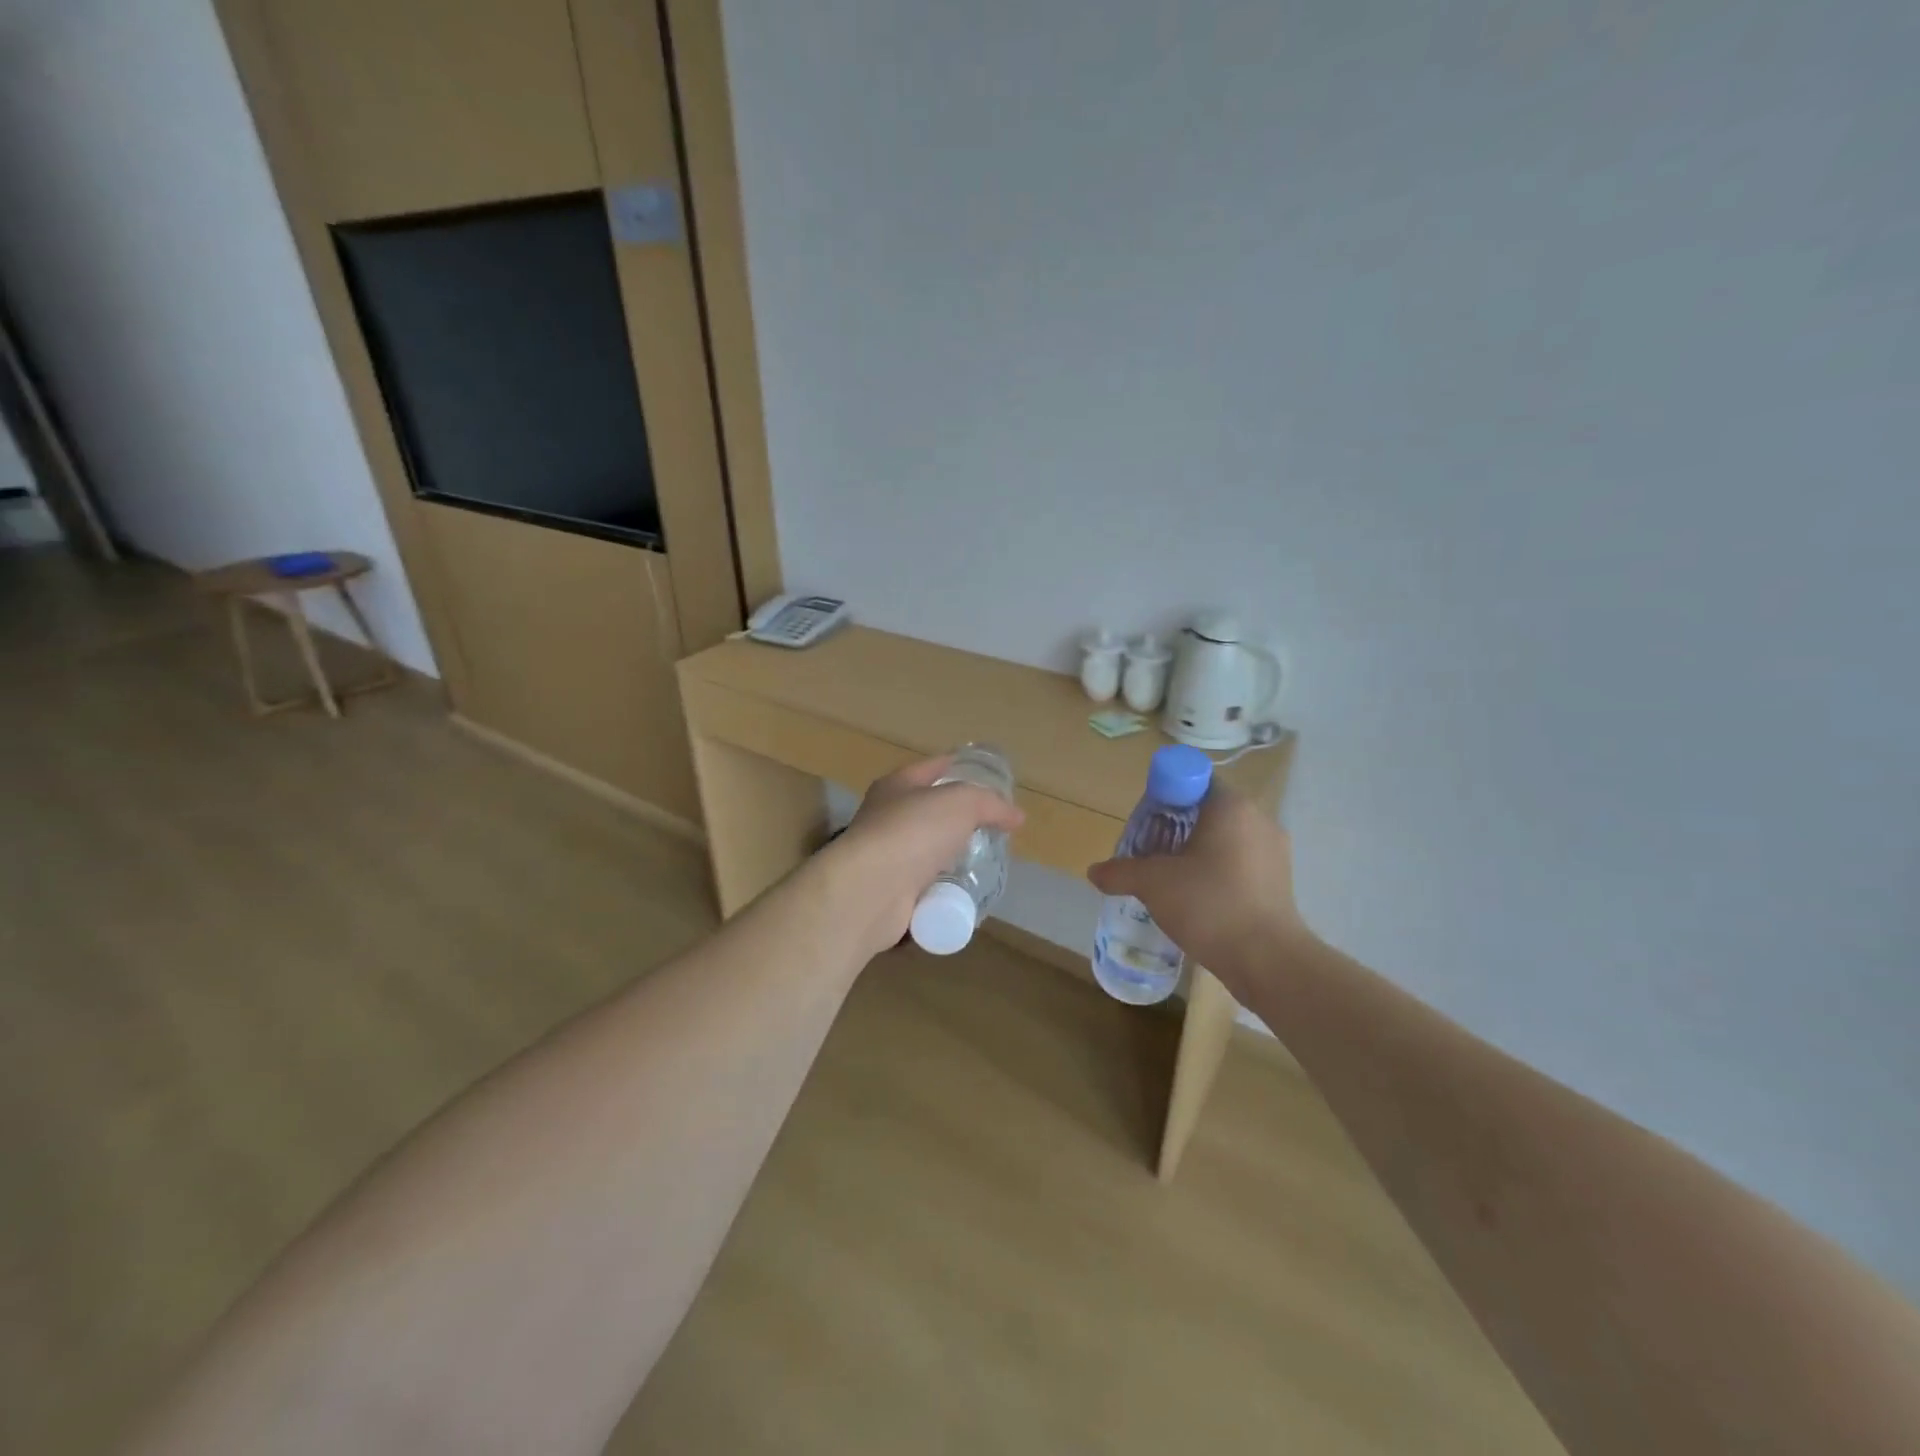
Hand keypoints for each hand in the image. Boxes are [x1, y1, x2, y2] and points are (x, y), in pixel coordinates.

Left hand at [820, 757, 1025, 959]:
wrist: (871, 890)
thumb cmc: (913, 831)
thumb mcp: (961, 803)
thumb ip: (990, 804)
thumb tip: (1016, 816)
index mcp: (897, 786)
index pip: (932, 767)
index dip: (957, 765)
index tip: (984, 773)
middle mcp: (886, 817)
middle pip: (930, 811)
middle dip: (960, 817)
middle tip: (993, 825)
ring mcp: (886, 857)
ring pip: (928, 851)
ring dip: (952, 856)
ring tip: (985, 861)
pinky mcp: (890, 892)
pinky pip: (925, 886)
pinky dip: (943, 889)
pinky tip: (964, 892)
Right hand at [1086, 786, 1307, 991]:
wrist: (1268, 961)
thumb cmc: (1210, 905)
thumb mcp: (1153, 884)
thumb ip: (1121, 871)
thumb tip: (1094, 871)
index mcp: (1231, 806)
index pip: (1191, 780)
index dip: (1163, 797)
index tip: (1147, 825)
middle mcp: (1258, 819)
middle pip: (1206, 810)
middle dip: (1174, 828)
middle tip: (1149, 854)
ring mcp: (1274, 852)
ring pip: (1224, 839)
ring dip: (1195, 852)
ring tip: (1170, 879)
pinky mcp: (1279, 881)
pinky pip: (1239, 863)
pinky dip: (1216, 872)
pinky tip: (1198, 899)